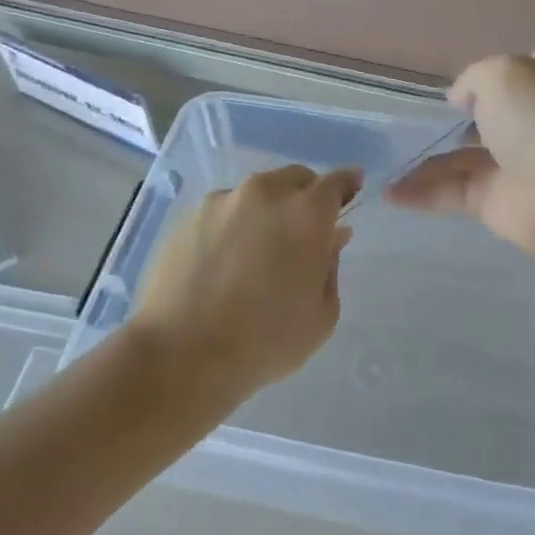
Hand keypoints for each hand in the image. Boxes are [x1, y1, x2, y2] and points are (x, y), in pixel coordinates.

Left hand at [132, 164, 360, 403]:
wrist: (182, 354)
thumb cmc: (265, 341)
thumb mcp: (321, 315)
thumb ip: (330, 265)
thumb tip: (331, 237)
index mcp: (306, 214)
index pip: (335, 182)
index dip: (347, 183)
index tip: (352, 187)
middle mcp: (264, 194)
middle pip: (294, 179)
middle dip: (306, 196)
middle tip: (304, 229)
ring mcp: (221, 202)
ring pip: (255, 194)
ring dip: (266, 211)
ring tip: (257, 251)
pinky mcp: (187, 217)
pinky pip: (222, 212)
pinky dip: (232, 226)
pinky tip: (223, 261)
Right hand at [386, 53, 534, 265]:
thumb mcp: (502, 73)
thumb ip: (473, 79)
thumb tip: (460, 101)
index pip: (517, 74)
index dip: (487, 79)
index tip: (455, 89)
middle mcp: (531, 121)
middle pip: (483, 119)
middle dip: (448, 123)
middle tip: (406, 126)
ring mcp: (514, 164)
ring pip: (460, 158)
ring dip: (423, 162)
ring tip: (382, 163)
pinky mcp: (496, 202)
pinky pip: (452, 192)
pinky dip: (421, 192)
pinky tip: (390, 193)